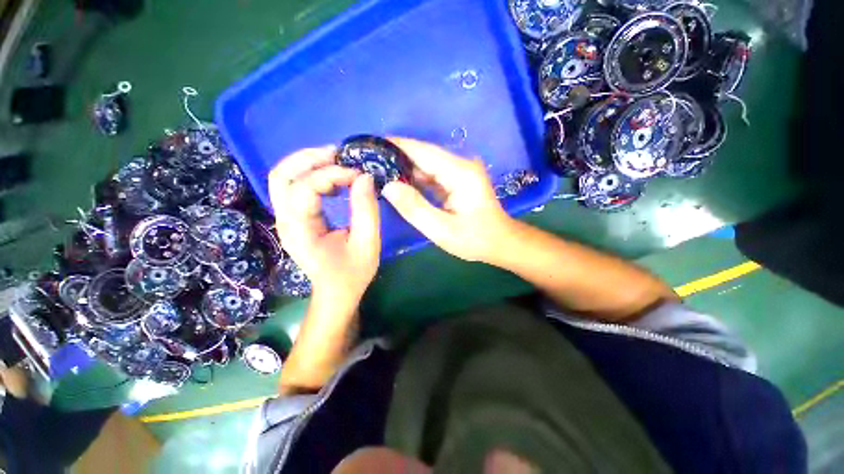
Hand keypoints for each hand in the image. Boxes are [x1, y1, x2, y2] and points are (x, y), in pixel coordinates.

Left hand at [268, 147, 380, 307]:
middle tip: (339, 154)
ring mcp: (286, 219)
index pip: (304, 188)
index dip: (331, 175)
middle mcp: (285, 221)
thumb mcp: (367, 244)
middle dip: (309, 158)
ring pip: (283, 178)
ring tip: (337, 161)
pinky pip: (295, 187)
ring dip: (308, 163)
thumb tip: (365, 177)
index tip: (358, 174)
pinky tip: (334, 179)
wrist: (337, 292)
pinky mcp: (294, 218)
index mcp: (299, 231)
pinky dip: (312, 175)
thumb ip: (366, 210)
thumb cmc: (352, 273)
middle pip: (281, 176)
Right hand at [382, 137, 514, 262]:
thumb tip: (388, 186)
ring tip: (377, 170)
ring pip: (425, 164)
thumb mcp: (442, 230)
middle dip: (396, 157)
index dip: (396, 146)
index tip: (371, 145)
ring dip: (403, 168)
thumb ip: (414, 208)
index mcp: (459, 172)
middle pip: (423, 155)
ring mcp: (459, 172)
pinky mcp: (456, 180)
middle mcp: (460, 165)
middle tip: (369, 161)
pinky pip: (431, 175)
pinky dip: (414, 178)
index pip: (423, 151)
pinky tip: (398, 183)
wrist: (500, 242)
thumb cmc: (475, 239)